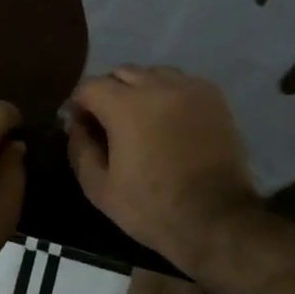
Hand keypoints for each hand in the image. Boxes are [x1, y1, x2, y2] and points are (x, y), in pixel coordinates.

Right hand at [67, 66, 262, 273]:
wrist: (217, 220)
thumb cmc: (152, 208)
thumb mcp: (100, 189)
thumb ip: (80, 149)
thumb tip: (77, 126)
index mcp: (125, 106)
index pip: (90, 86)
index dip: (79, 104)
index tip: (80, 125)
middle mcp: (157, 86)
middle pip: (121, 73)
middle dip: (108, 93)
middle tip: (109, 123)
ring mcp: (190, 89)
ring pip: (153, 74)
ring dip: (140, 89)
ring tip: (142, 119)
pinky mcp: (214, 98)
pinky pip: (182, 83)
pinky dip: (169, 94)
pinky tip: (170, 120)